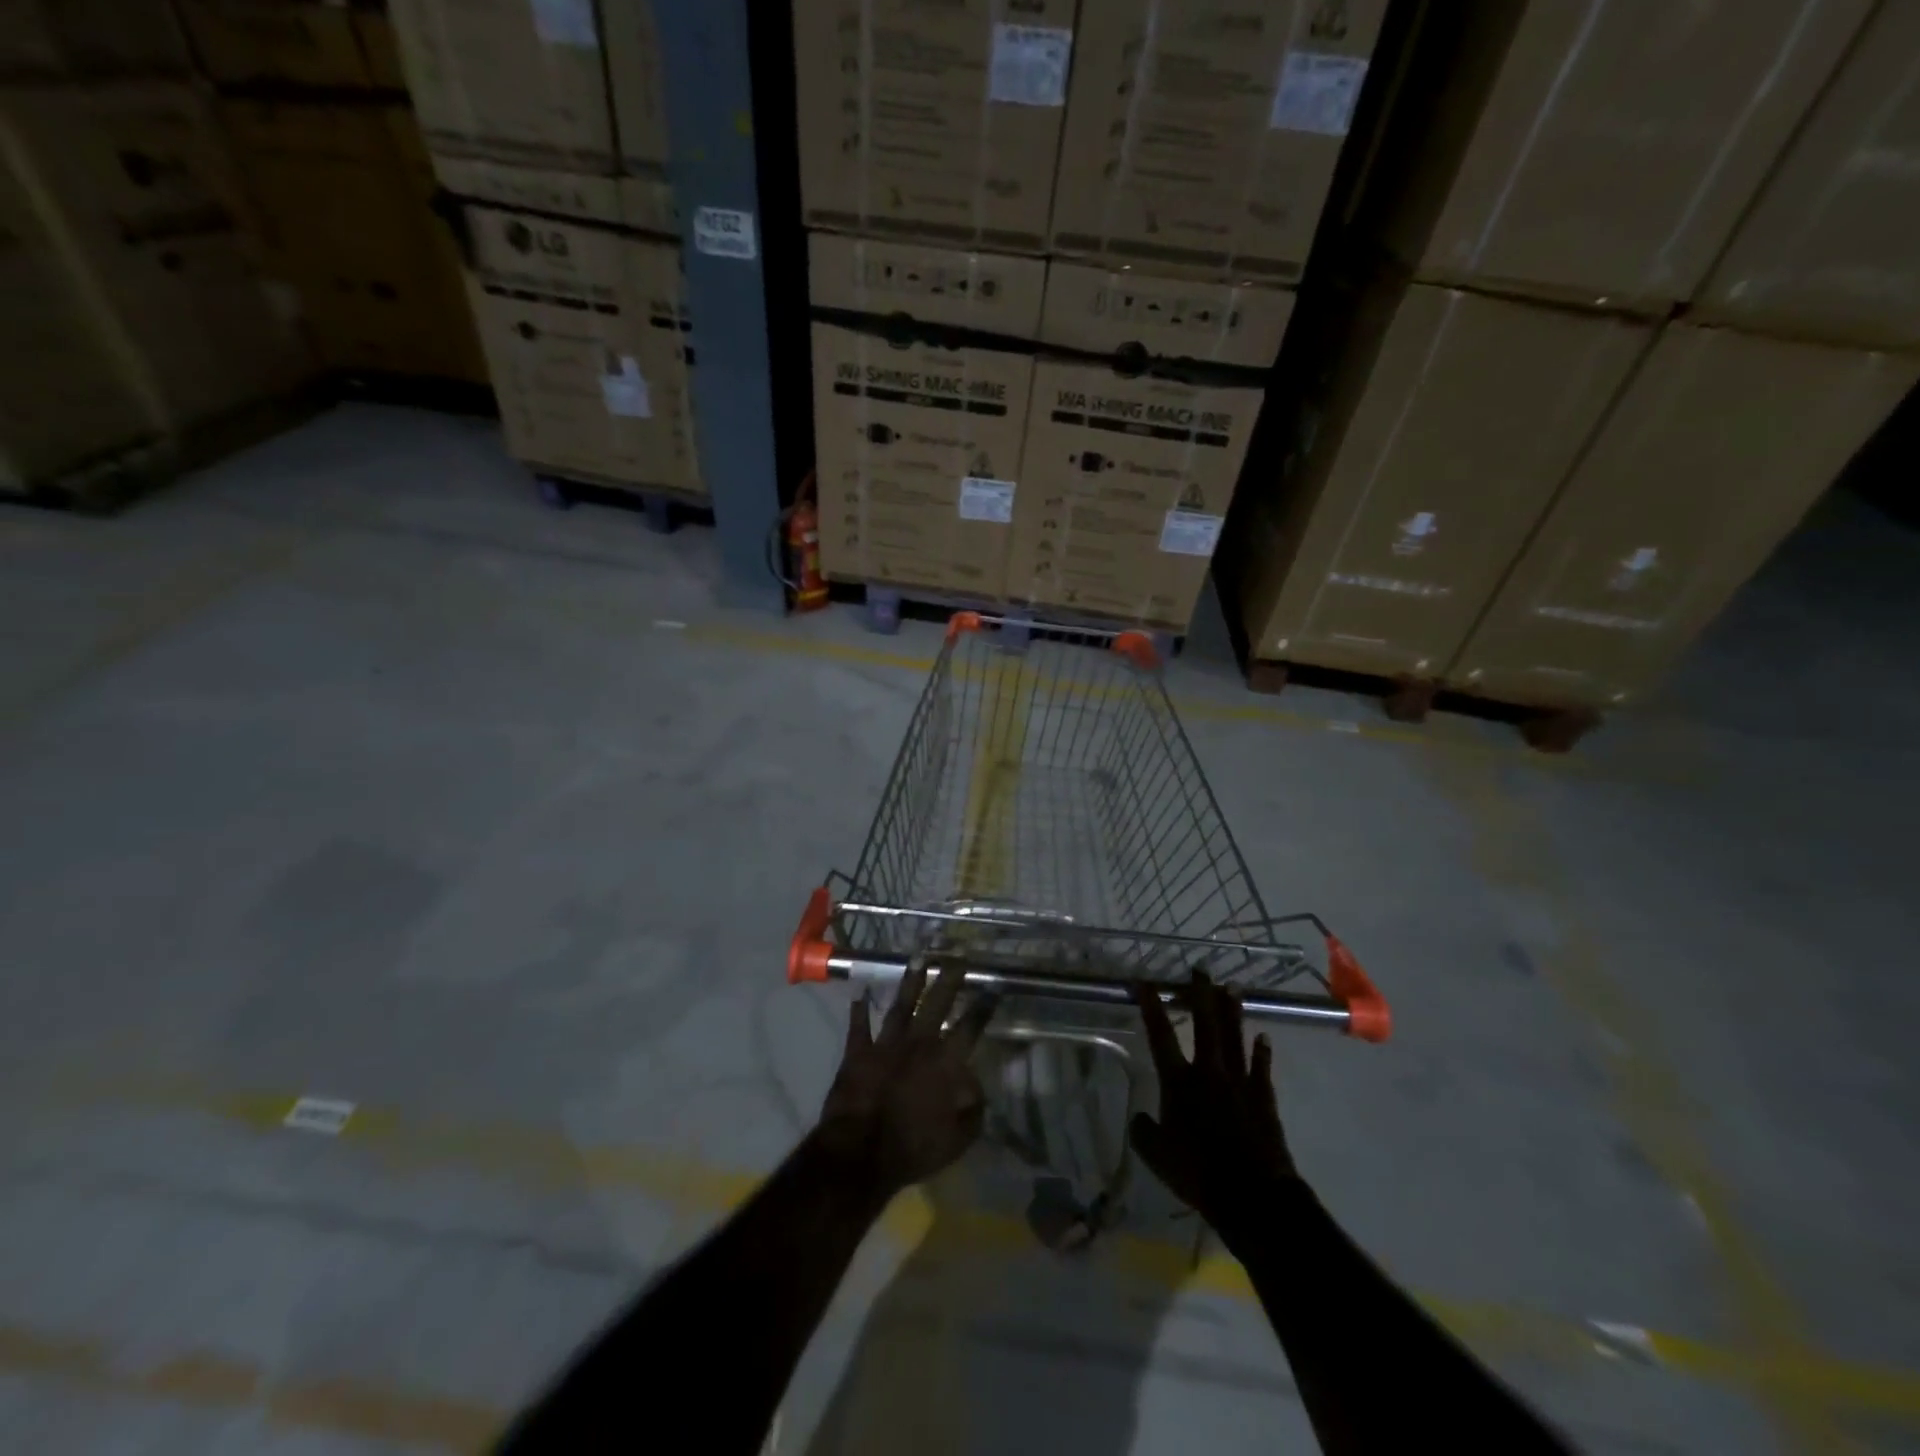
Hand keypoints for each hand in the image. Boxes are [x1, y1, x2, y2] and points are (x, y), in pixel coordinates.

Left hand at [815, 960, 993, 1198]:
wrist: (859, 1152)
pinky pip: (859, 1027)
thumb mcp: (956, 1140)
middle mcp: (918, 1045)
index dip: (983, 1007)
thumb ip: (972, 1112)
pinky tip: (861, 993)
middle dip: (948, 980)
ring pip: (901, 1006)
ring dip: (910, 982)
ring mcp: (885, 1045)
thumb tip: (977, 1088)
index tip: (993, 986)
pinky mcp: (858, 1053)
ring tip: (918, 959)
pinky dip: (859, 1010)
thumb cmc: (912, 1149)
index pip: (969, 1028)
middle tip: (957, 958)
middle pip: (936, 1005)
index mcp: (944, 1064)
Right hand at [1131, 970, 1300, 1244]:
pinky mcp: (1263, 1098)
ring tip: (1232, 987)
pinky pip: (1261, 1068)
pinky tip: (1264, 1037)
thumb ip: (1143, 1132)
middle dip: (1201, 995)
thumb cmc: (1198, 1172)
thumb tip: (1139, 1118)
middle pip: (1205, 1025)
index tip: (1144, 981)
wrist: (1252, 1195)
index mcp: (1178, 1082)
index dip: (1151, 1006)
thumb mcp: (1156, 1156)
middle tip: (1200, 970)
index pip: (1160, 1035)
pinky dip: (1262, 1052)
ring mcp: (1239, 1082)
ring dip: (1232, 1012)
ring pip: (1234, 1038)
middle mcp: (1208, 1072)